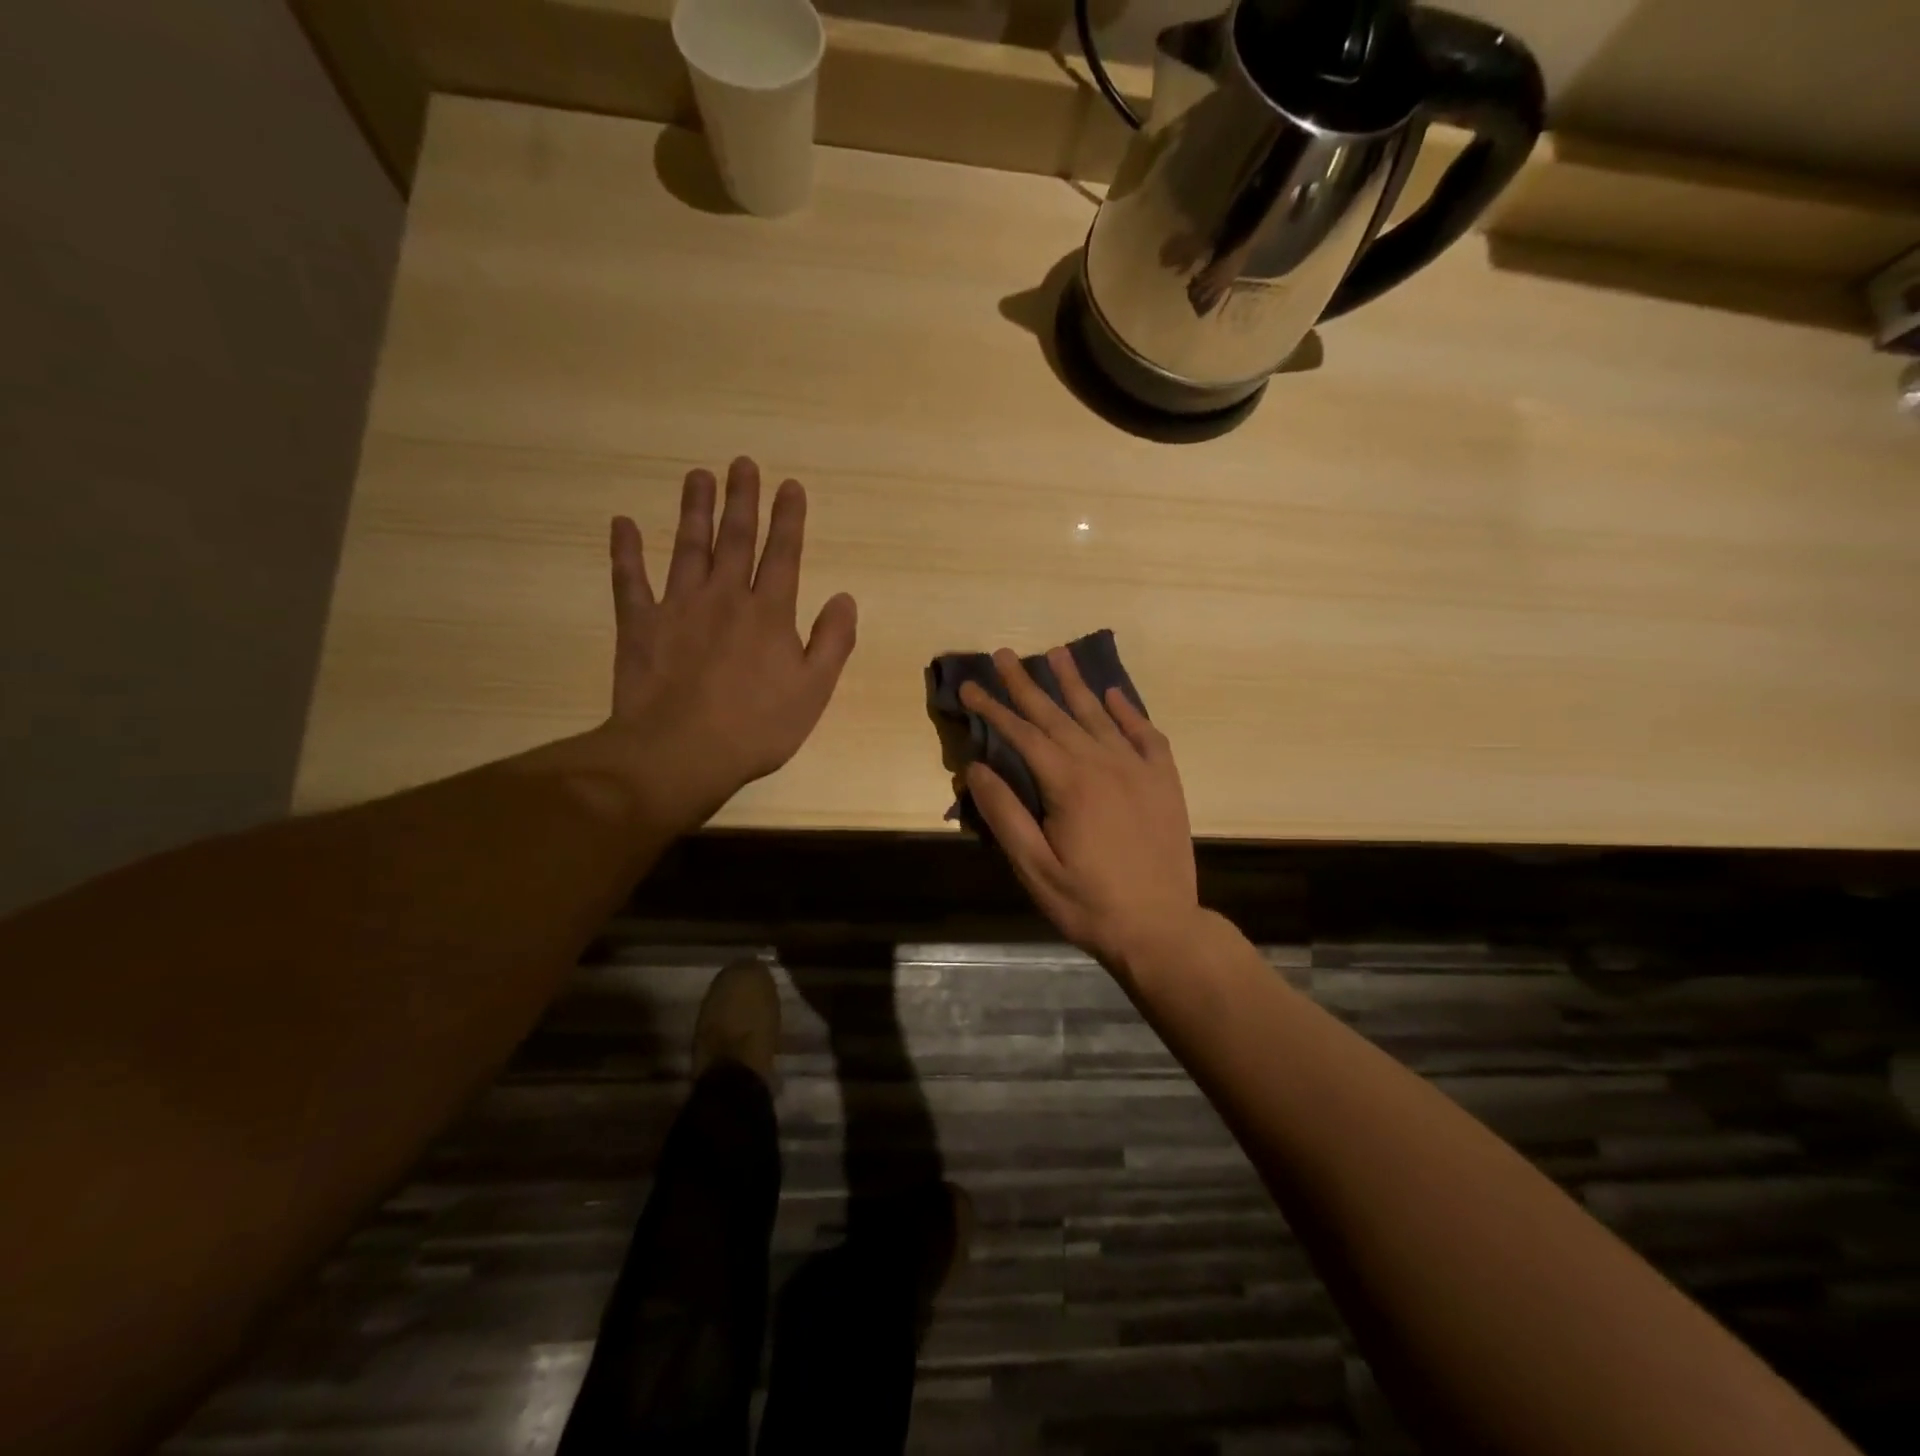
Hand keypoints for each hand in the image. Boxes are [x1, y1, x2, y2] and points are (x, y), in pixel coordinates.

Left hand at [606, 457, 856, 829]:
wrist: (681, 752)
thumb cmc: (757, 727)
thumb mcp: (813, 690)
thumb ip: (832, 641)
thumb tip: (844, 598)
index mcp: (769, 613)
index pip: (783, 554)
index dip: (788, 518)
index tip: (789, 485)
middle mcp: (724, 597)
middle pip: (735, 538)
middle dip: (742, 499)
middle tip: (741, 464)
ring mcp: (678, 607)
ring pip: (687, 547)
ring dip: (694, 510)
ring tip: (697, 476)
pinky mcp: (639, 625)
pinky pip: (629, 580)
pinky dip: (625, 551)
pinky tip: (623, 523)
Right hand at [961, 648, 1200, 976]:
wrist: (1161, 928)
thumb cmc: (1088, 903)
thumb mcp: (1034, 868)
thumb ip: (1004, 814)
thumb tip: (975, 767)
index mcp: (1069, 784)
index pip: (1023, 734)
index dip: (994, 709)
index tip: (970, 686)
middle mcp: (1104, 764)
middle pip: (1058, 715)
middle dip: (1027, 684)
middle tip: (1004, 654)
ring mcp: (1139, 770)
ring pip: (1100, 716)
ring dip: (1075, 684)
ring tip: (1057, 654)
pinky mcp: (1165, 782)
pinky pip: (1147, 735)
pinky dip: (1129, 712)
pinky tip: (1115, 695)